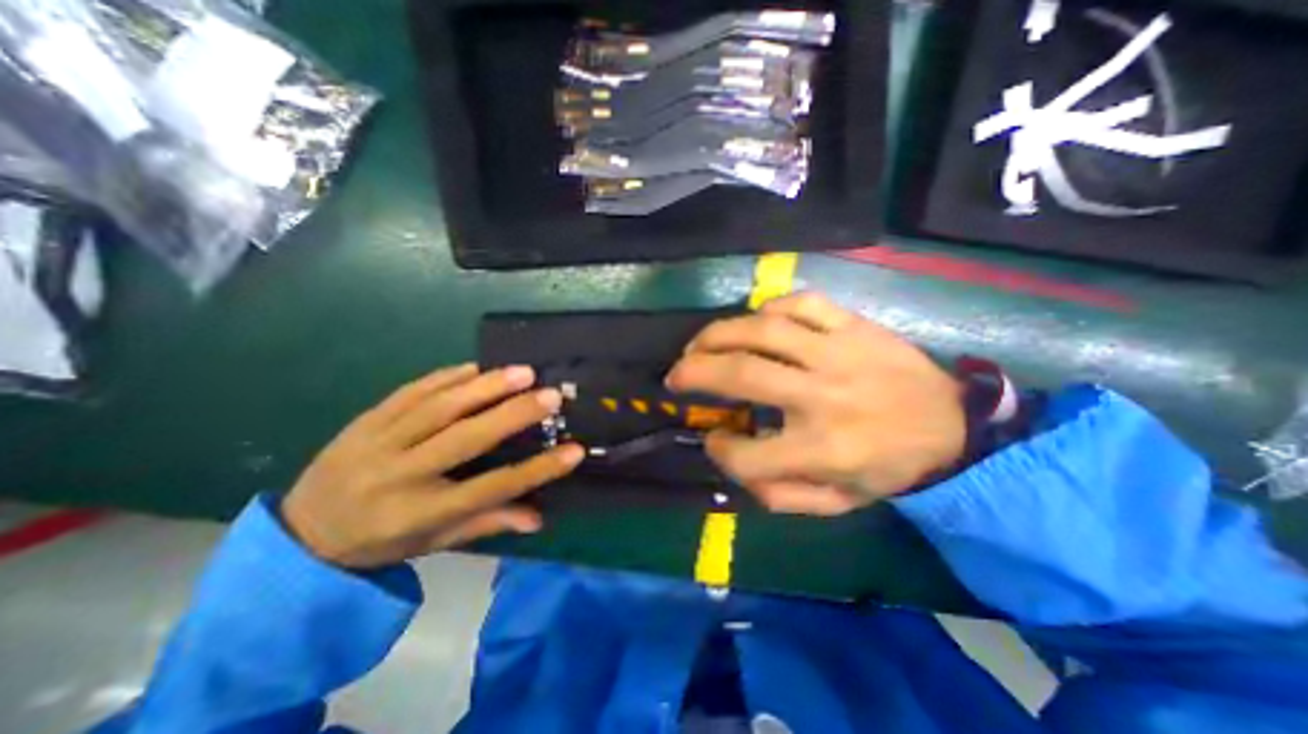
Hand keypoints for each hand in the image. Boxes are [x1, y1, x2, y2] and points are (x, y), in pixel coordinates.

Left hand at [280, 363, 582, 570]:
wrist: (300, 530)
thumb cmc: (380, 541)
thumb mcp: (434, 541)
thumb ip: (488, 524)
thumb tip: (538, 518)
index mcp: (419, 513)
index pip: (491, 489)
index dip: (537, 470)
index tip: (574, 451)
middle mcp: (399, 475)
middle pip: (465, 439)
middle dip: (514, 414)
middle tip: (551, 395)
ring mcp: (378, 441)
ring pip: (439, 407)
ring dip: (485, 386)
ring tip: (523, 371)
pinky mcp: (366, 419)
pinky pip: (412, 391)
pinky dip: (448, 376)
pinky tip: (477, 366)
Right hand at [669, 294, 962, 515]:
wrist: (954, 430)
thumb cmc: (889, 468)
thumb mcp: (836, 504)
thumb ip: (779, 495)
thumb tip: (731, 457)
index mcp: (823, 450)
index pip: (746, 455)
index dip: (719, 450)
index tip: (713, 440)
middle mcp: (824, 397)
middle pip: (740, 374)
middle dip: (694, 372)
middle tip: (675, 374)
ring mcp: (839, 353)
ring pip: (762, 329)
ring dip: (717, 334)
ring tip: (699, 344)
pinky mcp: (855, 326)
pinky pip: (801, 303)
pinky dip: (769, 309)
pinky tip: (758, 323)